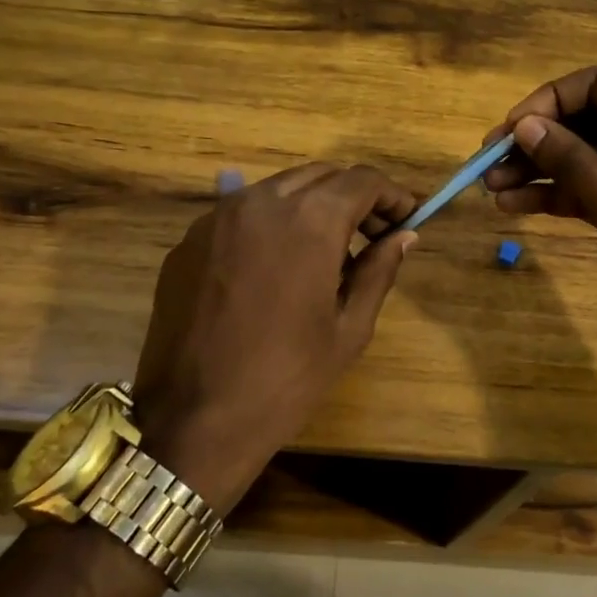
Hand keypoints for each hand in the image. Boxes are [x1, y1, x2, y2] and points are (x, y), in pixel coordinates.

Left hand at [132, 163, 417, 512]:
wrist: (193, 421)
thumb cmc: (286, 379)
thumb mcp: (348, 329)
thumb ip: (379, 271)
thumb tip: (403, 236)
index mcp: (309, 221)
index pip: (362, 180)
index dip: (392, 196)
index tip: (406, 220)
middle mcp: (261, 202)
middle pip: (321, 175)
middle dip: (354, 196)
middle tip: (373, 235)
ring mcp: (217, 217)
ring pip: (278, 188)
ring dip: (312, 205)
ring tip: (326, 251)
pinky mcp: (189, 240)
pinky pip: (241, 213)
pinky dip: (271, 223)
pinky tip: (276, 266)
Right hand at [483, 66, 596, 362]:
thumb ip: (572, 162)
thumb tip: (523, 125)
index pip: (594, 85)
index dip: (544, 103)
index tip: (507, 133)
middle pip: (584, 120)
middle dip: (534, 141)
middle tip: (486, 166)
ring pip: (584, 155)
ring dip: (539, 171)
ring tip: (492, 191)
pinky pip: (594, 186)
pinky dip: (559, 195)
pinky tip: (517, 208)